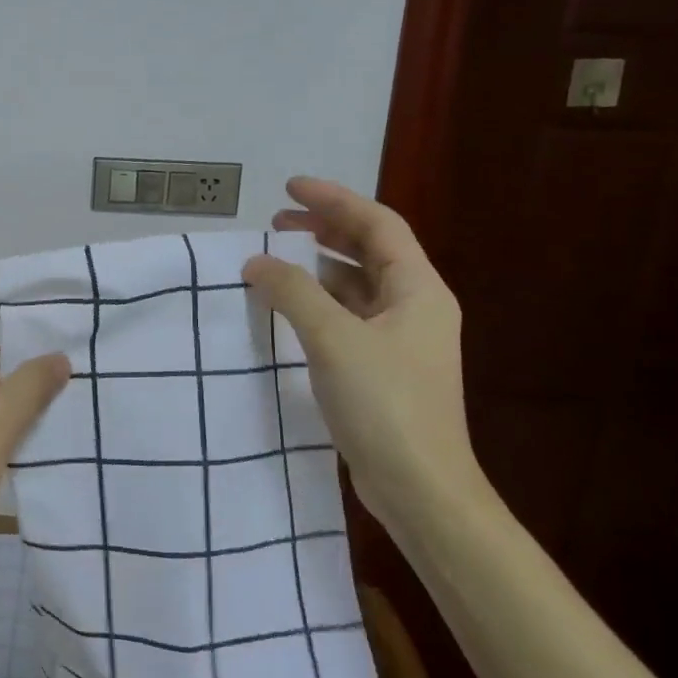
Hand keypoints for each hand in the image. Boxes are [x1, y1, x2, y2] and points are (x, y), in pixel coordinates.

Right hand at [241, 178, 490, 539]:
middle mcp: (415, 307)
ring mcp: (400, 340)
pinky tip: (288, 310)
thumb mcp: (334, 338)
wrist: (420, 488)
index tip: (288, 188)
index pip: (377, 224)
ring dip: (318, 268)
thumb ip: (292, 293)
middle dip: (324, 231)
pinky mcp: (382, 369)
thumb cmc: (385, 404)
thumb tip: (256, 262)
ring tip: (276, 261)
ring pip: (357, 286)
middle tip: (277, 222)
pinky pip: (347, 318)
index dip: (334, 200)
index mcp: (418, 289)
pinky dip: (318, 303)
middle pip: (370, 251)